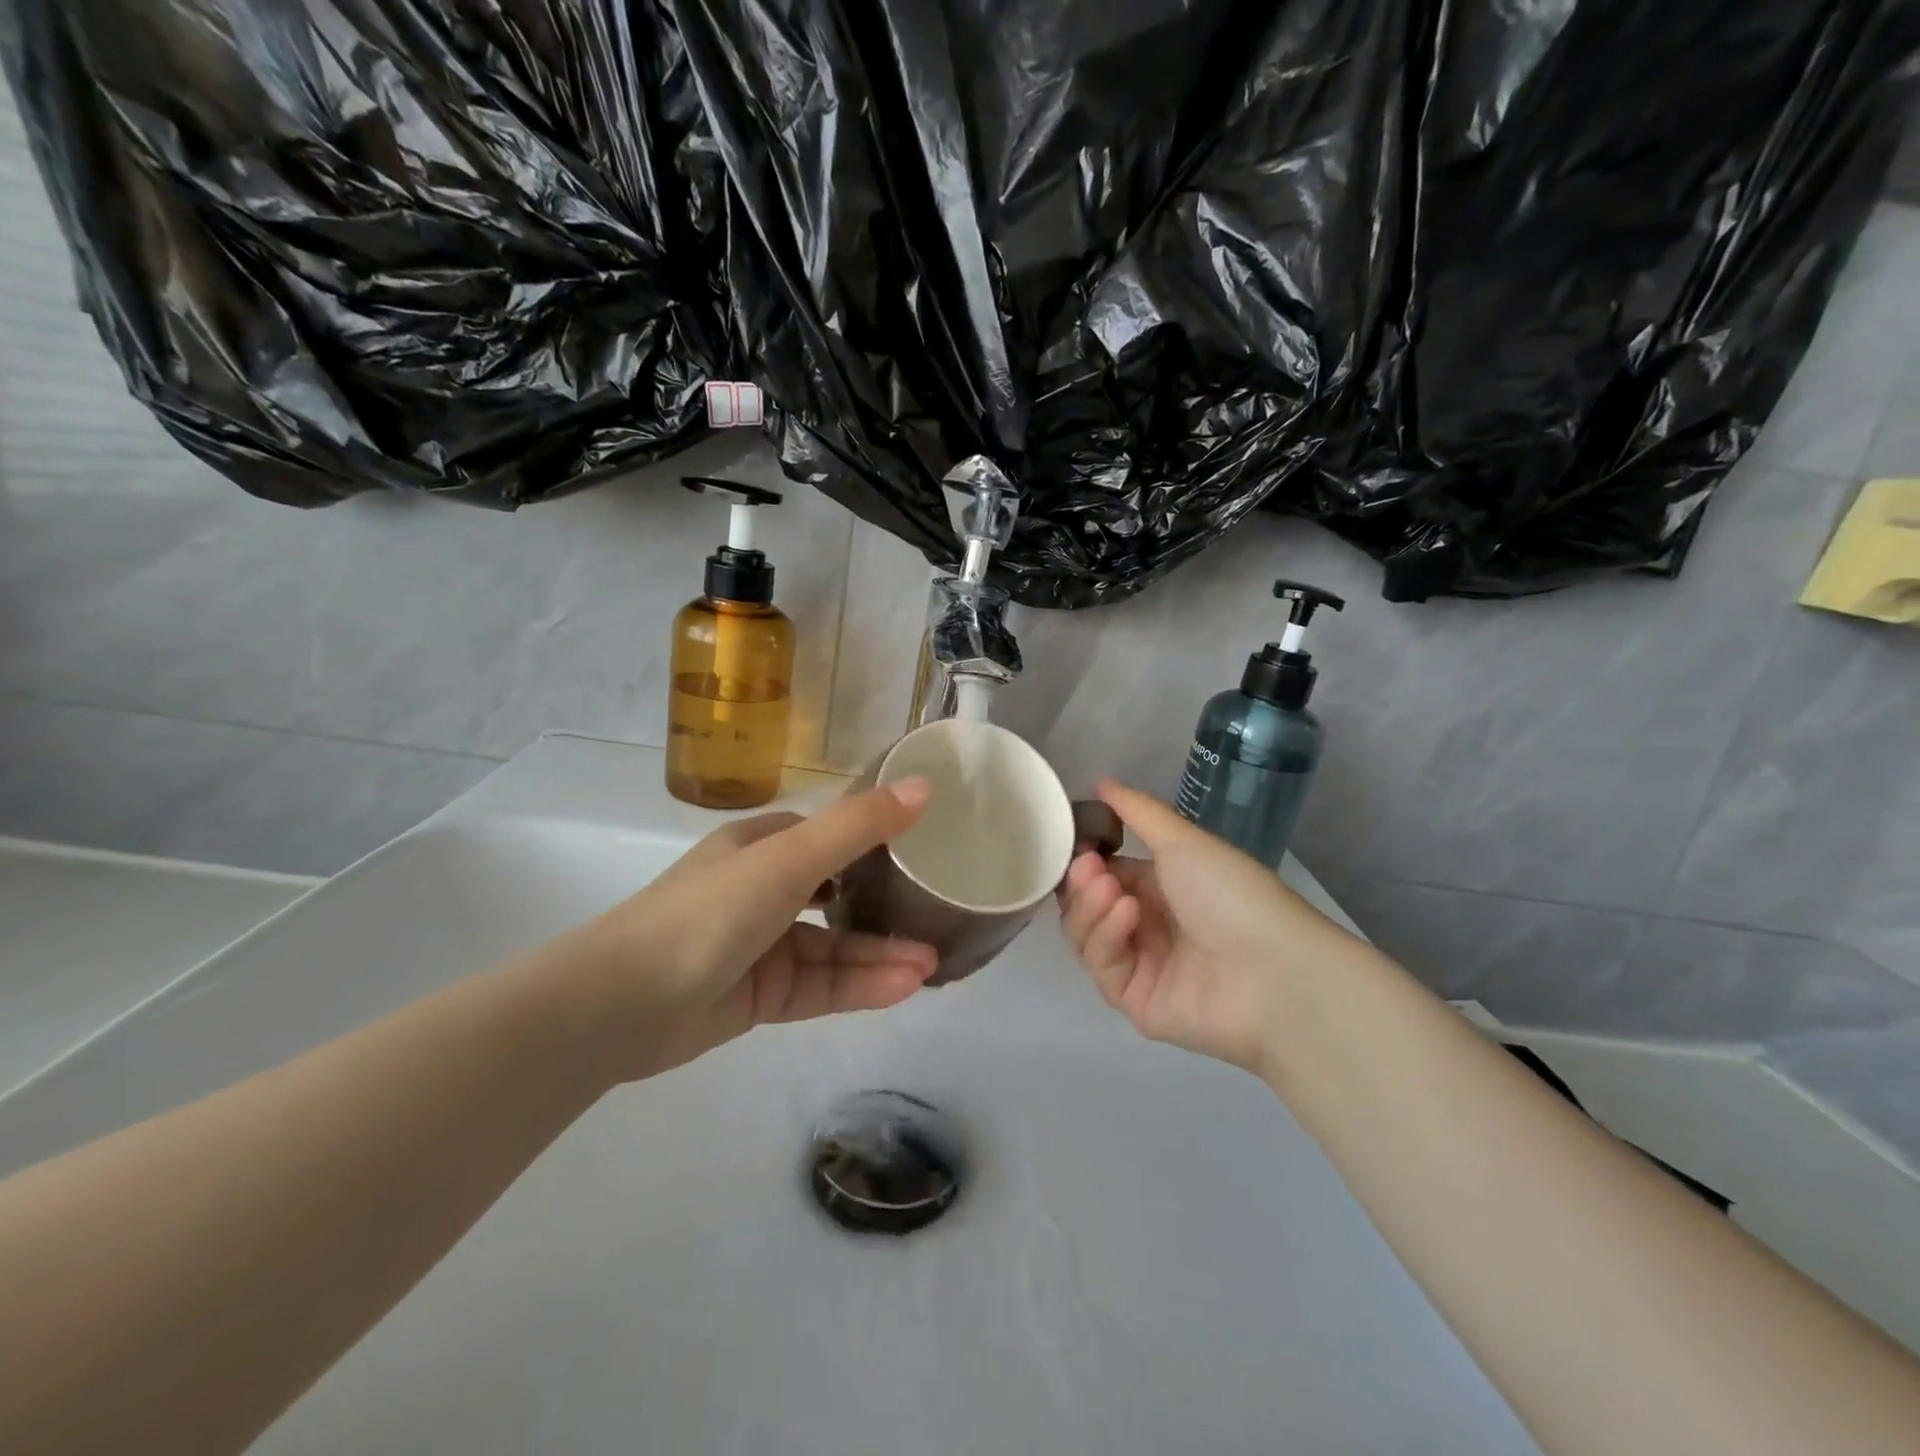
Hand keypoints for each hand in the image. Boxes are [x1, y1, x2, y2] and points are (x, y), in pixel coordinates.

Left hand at [537, 780, 938, 1082]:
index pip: (830, 836)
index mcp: (762, 847)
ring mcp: (762, 946)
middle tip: (939, 917)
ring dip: (880, 953)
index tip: (926, 849)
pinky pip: (819, 987)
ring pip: (833, 947)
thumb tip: (926, 785)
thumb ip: (858, 826)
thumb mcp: (787, 860)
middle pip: (839, 895)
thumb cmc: (709, 912)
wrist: (620, 1005)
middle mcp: (763, 891)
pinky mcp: (760, 996)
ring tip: (933, 963)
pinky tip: (902, 988)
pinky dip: (858, 986)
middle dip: (887, 907)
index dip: (876, 840)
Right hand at [1059, 779, 1348, 1076]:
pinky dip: (1106, 936)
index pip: (1101, 873)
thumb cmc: (1232, 894)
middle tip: (1089, 867)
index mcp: (1158, 887)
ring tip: (1111, 891)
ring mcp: (1139, 965)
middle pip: (1085, 904)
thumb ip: (1137, 811)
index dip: (1083, 858)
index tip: (1075, 842)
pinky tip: (1127, 916)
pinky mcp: (1134, 1001)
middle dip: (1082, 882)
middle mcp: (1145, 925)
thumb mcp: (1184, 841)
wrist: (1275, 971)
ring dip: (1090, 906)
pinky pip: (1101, 965)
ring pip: (1085, 934)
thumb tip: (1101, 779)